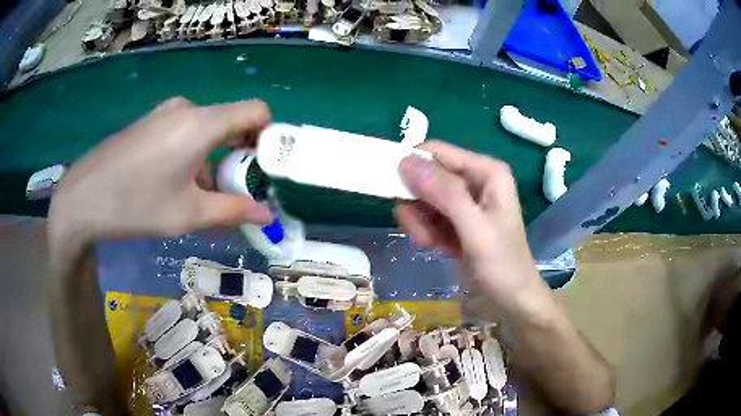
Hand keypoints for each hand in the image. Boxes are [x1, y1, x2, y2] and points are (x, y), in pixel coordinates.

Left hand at [49, 97, 272, 249]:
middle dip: (237, 156)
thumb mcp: (188, 214)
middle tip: (228, 192)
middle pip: (230, 122)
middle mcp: (187, 108)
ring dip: (212, 159)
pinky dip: (191, 154)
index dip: (267, 136)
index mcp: (202, 123)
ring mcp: (164, 112)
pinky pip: (183, 131)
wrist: (82, 198)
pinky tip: (171, 183)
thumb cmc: (136, 205)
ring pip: (205, 130)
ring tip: (196, 196)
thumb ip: (233, 210)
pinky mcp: (149, 121)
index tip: (260, 168)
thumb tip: (266, 214)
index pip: (256, 110)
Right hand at [394, 141, 542, 308]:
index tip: (398, 196)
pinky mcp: (455, 220)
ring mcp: (464, 201)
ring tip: (430, 243)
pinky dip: (424, 231)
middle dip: (417, 204)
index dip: (412, 168)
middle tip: (421, 232)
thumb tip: (406, 161)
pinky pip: (426, 215)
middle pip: (426, 175)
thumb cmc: (502, 265)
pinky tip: (434, 247)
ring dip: (419, 222)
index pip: (435, 152)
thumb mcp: (476, 229)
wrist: (511, 300)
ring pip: (421, 198)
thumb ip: (445, 194)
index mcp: (485, 171)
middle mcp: (474, 180)